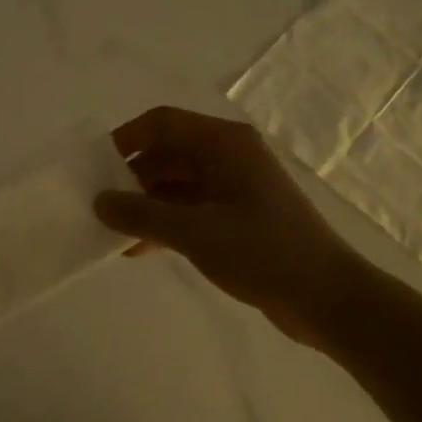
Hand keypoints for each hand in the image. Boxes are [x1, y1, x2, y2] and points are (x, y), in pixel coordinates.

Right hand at [95, 107, 371, 351]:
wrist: (327, 298)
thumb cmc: (263, 252)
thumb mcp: (195, 232)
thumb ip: (141, 214)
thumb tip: (98, 201)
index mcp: (224, 144)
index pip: (162, 123)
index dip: (125, 140)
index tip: (94, 169)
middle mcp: (229, 157)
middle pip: (166, 154)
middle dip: (130, 178)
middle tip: (96, 206)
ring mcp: (235, 189)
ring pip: (175, 185)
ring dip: (144, 205)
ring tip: (110, 231)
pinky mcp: (237, 219)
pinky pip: (189, 210)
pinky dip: (164, 224)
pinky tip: (138, 249)